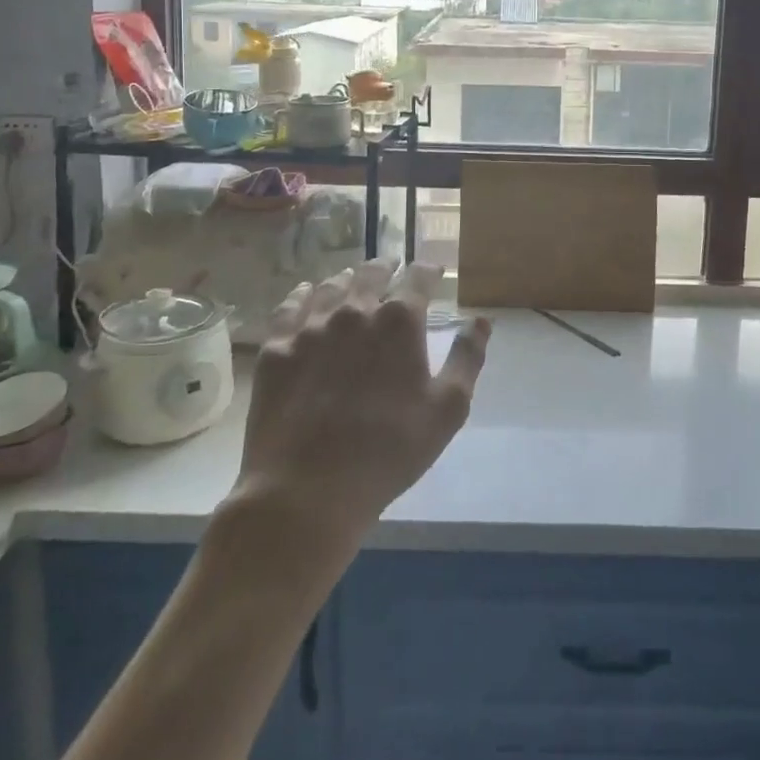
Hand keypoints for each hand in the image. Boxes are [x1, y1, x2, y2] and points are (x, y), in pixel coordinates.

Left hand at [232, 260, 489, 547]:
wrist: (307, 491)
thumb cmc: (389, 451)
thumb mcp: (447, 409)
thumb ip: (467, 357)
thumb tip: (481, 320)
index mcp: (399, 321)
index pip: (419, 277)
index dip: (429, 270)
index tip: (433, 271)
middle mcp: (355, 310)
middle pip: (371, 273)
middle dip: (386, 268)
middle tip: (391, 269)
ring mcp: (311, 327)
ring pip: (331, 286)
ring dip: (347, 280)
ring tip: (351, 281)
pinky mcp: (277, 348)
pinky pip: (290, 306)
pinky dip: (303, 295)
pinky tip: (306, 296)